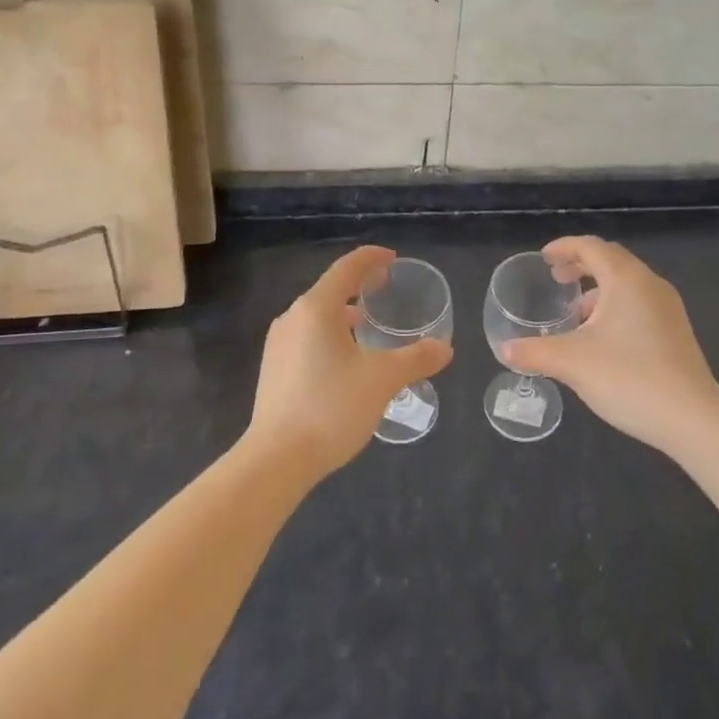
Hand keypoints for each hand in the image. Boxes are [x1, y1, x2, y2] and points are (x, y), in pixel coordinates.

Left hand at [247, 246, 451, 477]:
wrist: (276, 459)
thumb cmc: (331, 408)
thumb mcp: (382, 380)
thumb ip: (415, 359)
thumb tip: (445, 348)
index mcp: (316, 309)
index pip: (346, 268)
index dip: (371, 259)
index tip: (393, 259)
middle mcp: (292, 318)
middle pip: (329, 290)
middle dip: (358, 287)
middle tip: (385, 291)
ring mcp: (278, 345)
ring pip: (316, 316)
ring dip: (343, 314)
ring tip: (367, 327)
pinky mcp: (273, 369)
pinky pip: (306, 337)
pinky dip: (329, 335)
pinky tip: (344, 361)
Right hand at [502, 236, 718, 457]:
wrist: (692, 419)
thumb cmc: (629, 378)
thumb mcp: (572, 363)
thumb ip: (534, 352)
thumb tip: (505, 350)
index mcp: (626, 279)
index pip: (591, 247)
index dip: (564, 247)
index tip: (544, 258)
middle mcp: (650, 285)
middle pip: (611, 260)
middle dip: (581, 265)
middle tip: (556, 278)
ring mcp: (667, 308)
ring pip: (627, 284)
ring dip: (598, 290)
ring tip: (575, 313)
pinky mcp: (676, 332)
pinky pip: (639, 304)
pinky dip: (615, 307)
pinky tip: (601, 339)